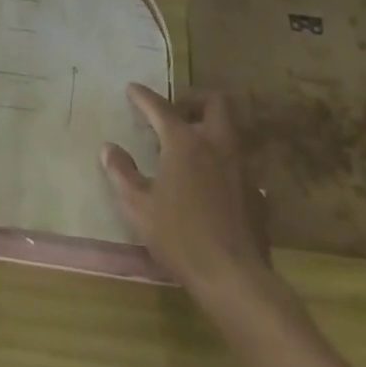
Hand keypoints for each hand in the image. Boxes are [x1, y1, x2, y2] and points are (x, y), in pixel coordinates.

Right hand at [101, 84, 271, 294]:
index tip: (132, 89)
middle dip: (194, 99)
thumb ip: (122, 173)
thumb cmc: (180, 236)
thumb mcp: (138, 206)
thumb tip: (109, 148)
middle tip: (176, 112)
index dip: (144, 96)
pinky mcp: (257, 193)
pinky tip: (210, 184)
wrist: (235, 277)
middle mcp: (217, 145)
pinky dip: (222, 163)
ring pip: (231, 131)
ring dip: (211, 129)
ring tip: (191, 146)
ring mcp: (242, 168)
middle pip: (215, 102)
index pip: (161, 107)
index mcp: (185, 143)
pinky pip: (239, 164)